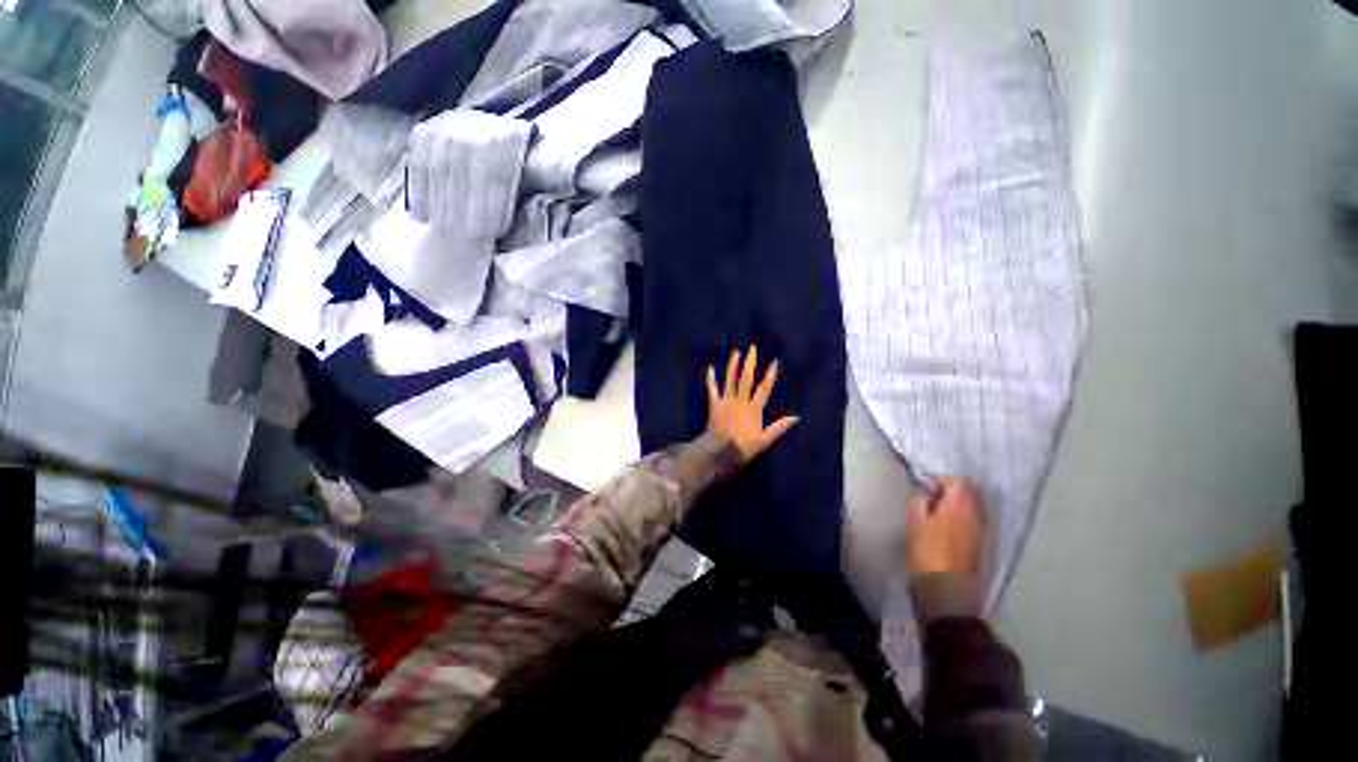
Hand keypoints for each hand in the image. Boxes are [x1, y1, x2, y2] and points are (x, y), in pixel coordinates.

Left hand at [706, 346, 798, 460]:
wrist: (720, 451)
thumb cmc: (744, 447)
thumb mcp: (765, 441)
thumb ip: (779, 428)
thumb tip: (796, 418)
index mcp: (754, 409)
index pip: (764, 389)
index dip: (770, 375)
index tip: (774, 362)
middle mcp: (740, 401)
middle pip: (746, 379)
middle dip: (750, 363)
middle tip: (752, 348)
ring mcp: (726, 402)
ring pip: (730, 380)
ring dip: (733, 365)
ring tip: (736, 353)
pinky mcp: (714, 405)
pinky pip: (712, 390)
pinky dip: (710, 379)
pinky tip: (710, 368)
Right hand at [905, 478, 984, 577]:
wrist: (946, 589)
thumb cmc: (927, 551)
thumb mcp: (914, 521)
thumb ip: (919, 500)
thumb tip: (925, 493)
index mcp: (960, 506)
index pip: (958, 481)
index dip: (940, 480)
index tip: (924, 486)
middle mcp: (977, 515)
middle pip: (970, 493)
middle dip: (952, 490)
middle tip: (931, 497)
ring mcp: (982, 531)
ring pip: (974, 507)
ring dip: (958, 505)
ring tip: (938, 512)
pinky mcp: (981, 545)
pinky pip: (974, 521)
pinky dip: (963, 518)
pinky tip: (947, 526)